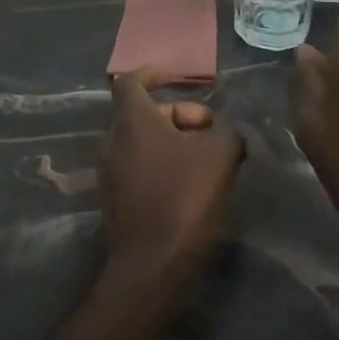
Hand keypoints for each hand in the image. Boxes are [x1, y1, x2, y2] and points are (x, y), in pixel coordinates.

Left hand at [100, 69, 243, 284]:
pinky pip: (138, 166)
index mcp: (131, 121)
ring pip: (142, 141)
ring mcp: (109, 173)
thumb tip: (228, 130)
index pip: (131, 81)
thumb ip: (228, 132)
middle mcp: (112, 141)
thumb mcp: (220, 156)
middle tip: (211, 128)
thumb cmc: (183, 198)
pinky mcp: (114, 201)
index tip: (180, 77)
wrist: (151, 266)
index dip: (155, 73)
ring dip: (173, 140)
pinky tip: (192, 183)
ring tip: (208, 156)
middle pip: (143, 113)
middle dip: (179, 113)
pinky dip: (162, 163)